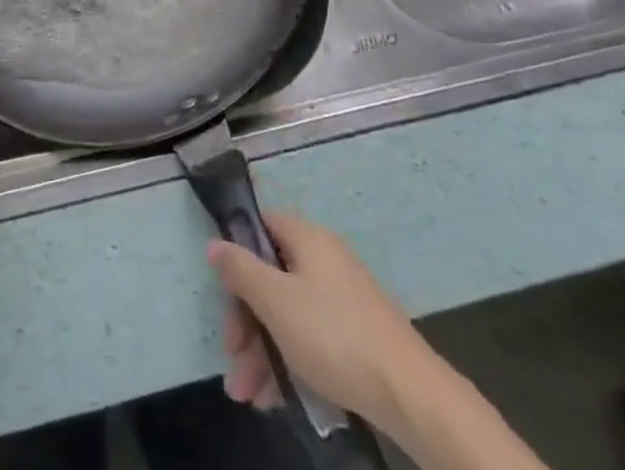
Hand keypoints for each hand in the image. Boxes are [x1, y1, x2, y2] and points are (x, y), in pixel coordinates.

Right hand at [209, 211, 437, 440]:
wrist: (409, 393)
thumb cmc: (332, 335)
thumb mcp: (275, 300)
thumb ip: (241, 270)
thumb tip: (215, 243)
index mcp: (307, 238)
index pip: (262, 226)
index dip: (238, 252)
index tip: (223, 291)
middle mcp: (325, 260)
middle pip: (271, 278)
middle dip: (246, 321)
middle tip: (233, 357)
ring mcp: (343, 299)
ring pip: (288, 314)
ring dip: (262, 351)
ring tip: (247, 395)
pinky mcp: (356, 336)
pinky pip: (311, 338)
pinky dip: (290, 362)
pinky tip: (276, 399)